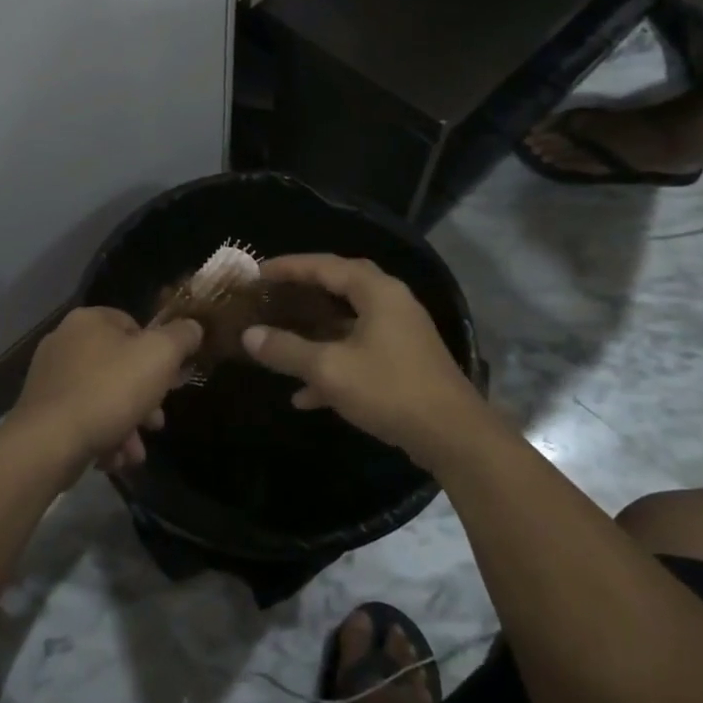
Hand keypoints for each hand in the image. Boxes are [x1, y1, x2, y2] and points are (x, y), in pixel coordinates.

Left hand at [13, 307, 202, 472]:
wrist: (48, 442)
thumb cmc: (109, 391)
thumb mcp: (160, 356)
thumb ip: (182, 337)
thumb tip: (193, 327)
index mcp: (90, 320)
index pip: (134, 326)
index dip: (158, 354)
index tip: (170, 382)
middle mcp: (65, 341)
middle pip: (119, 366)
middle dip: (144, 398)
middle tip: (156, 423)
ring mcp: (49, 377)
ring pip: (102, 396)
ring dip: (126, 424)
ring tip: (135, 452)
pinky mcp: (41, 410)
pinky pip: (82, 417)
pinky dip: (101, 435)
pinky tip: (113, 459)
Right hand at [242, 254, 486, 469]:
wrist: (454, 437)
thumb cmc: (389, 390)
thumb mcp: (329, 369)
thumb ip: (286, 350)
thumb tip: (249, 335)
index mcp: (377, 292)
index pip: (326, 265)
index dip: (289, 267)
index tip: (258, 272)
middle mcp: (391, 304)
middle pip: (340, 287)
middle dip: (304, 292)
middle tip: (272, 294)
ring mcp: (400, 334)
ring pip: (348, 324)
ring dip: (315, 334)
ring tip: (281, 340)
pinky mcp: (403, 363)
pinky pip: (359, 352)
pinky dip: (333, 364)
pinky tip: (305, 395)